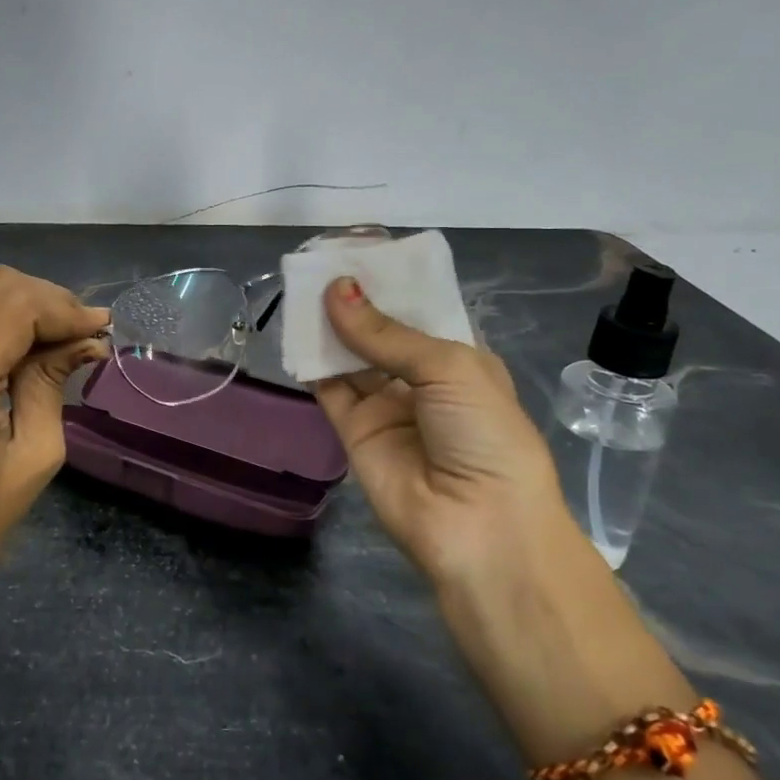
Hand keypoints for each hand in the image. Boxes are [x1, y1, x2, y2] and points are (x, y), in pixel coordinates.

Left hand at [0, 262, 107, 588]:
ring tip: (47, 328)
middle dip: (45, 298)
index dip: (62, 308)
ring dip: (14, 294)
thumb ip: (53, 382)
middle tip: (78, 331)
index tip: (98, 327)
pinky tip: (14, 335)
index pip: (12, 308)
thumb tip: (87, 337)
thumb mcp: (36, 456)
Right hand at [312, 277, 572, 586]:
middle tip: (319, 265)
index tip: (357, 252)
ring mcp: (385, 405)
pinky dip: (310, 362)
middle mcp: (421, 379)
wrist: (478, 527)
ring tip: (299, 288)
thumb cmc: (485, 434)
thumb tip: (336, 289)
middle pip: (379, 331)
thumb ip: (386, 333)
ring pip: (349, 356)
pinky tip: (294, 331)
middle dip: (353, 301)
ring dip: (328, 326)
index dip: (390, 284)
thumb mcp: (449, 369)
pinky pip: (328, 387)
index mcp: (459, 359)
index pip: (419, 311)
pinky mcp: (353, 429)